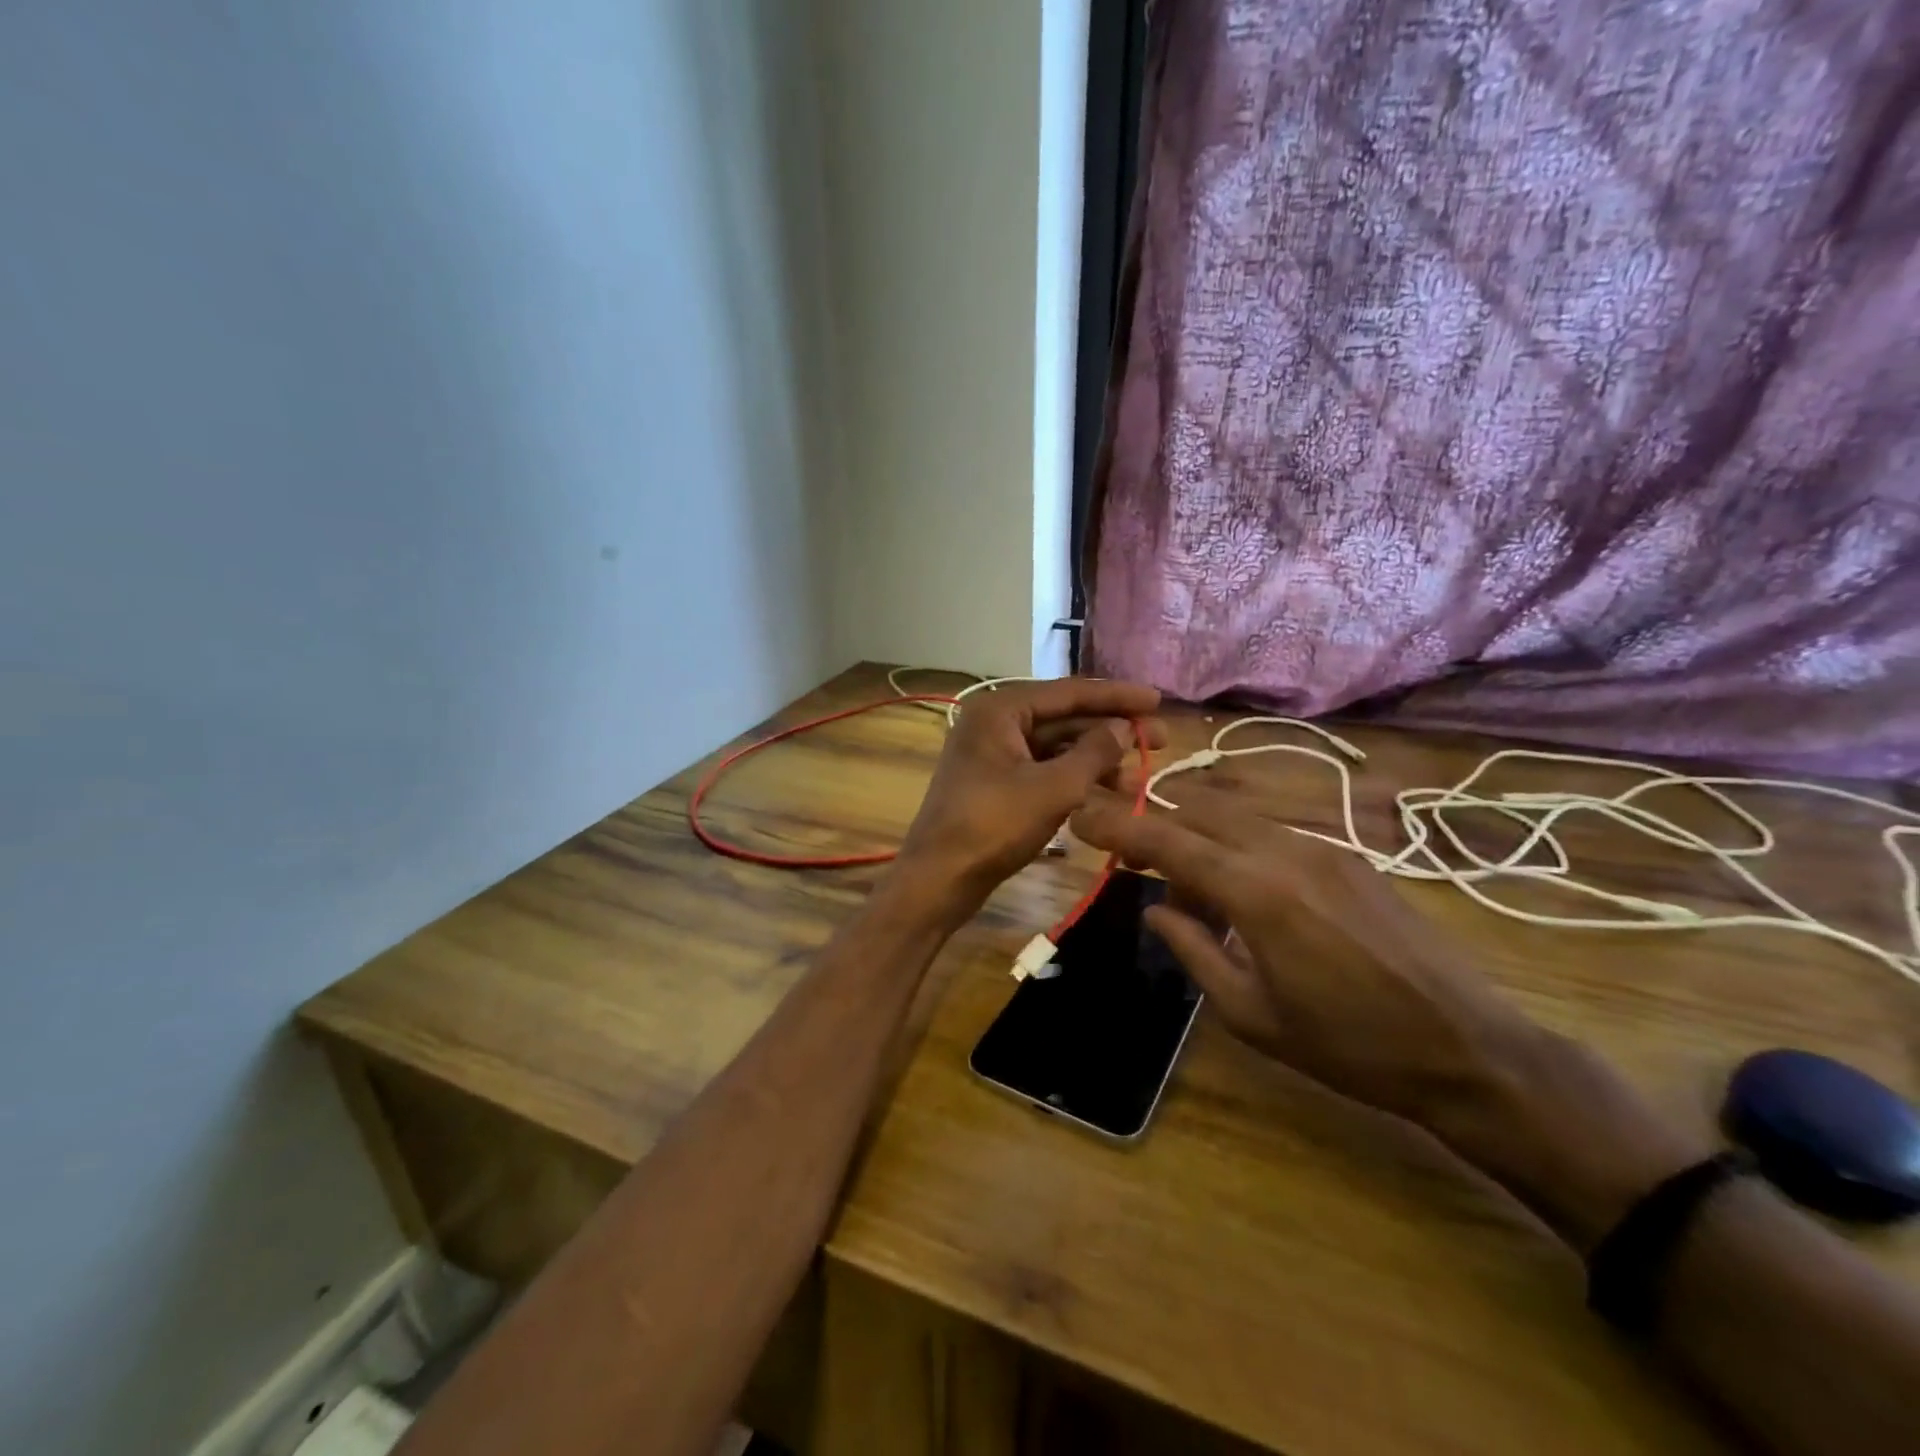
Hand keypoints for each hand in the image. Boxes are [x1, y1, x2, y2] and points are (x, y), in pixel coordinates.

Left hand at [895, 678, 1164, 915]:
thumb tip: (1124, 727)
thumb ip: (1095, 753)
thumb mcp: (1053, 788)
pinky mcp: (994, 781)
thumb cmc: (993, 826)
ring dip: (1095, 759)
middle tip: (1159, 742)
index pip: (1069, 692)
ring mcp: (991, 752)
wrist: (938, 879)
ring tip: (1135, 780)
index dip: (1117, 696)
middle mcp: (993, 722)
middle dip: (1110, 730)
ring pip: (1054, 746)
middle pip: (1063, 717)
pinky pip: (1041, 768)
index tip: (1158, 699)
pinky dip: (1072, 778)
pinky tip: (1104, 792)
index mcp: (1000, 709)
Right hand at [1071, 777, 1520, 1122]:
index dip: (1117, 826)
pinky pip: (1271, 831)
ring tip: (1195, 897)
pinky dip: (1237, 847)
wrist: (1469, 1047)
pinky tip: (1246, 897)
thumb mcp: (1251, 1015)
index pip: (1168, 840)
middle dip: (1155, 825)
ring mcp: (1322, 845)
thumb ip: (1193, 950)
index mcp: (1256, 892)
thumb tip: (1155, 910)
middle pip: (1198, 808)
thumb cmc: (1348, 1046)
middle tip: (1132, 861)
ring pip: (1235, 815)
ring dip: (1198, 838)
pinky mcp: (1348, 854)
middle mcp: (1285, 850)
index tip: (1079, 815)